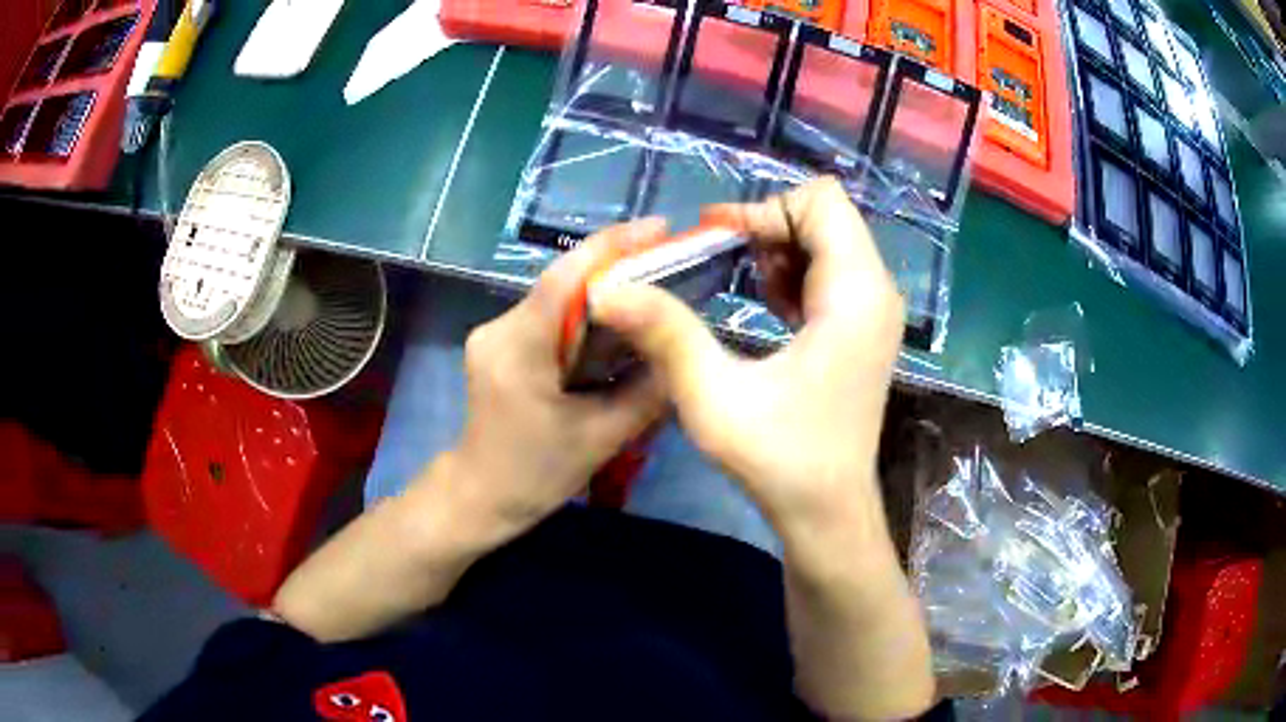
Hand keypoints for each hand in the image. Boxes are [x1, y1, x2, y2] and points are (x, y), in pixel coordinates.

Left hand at [438, 218, 669, 543]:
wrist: (480, 496)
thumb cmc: (534, 475)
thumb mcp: (601, 438)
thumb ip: (646, 393)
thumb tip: (682, 352)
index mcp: (518, 350)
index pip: (565, 280)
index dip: (612, 247)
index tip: (660, 228)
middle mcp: (498, 329)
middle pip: (562, 285)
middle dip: (616, 270)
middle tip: (670, 263)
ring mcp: (493, 334)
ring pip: (556, 300)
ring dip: (601, 295)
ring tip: (651, 293)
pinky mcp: (498, 344)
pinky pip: (547, 318)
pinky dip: (582, 317)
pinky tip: (614, 328)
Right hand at [593, 178, 904, 543]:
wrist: (828, 512)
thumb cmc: (779, 460)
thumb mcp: (712, 396)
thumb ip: (664, 333)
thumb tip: (604, 288)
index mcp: (855, 294)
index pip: (822, 201)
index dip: (765, 209)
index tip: (716, 242)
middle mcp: (877, 291)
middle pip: (826, 215)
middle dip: (767, 227)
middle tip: (721, 264)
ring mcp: (876, 310)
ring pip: (829, 239)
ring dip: (779, 250)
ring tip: (742, 289)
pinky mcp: (865, 328)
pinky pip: (832, 270)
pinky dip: (794, 274)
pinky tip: (768, 309)